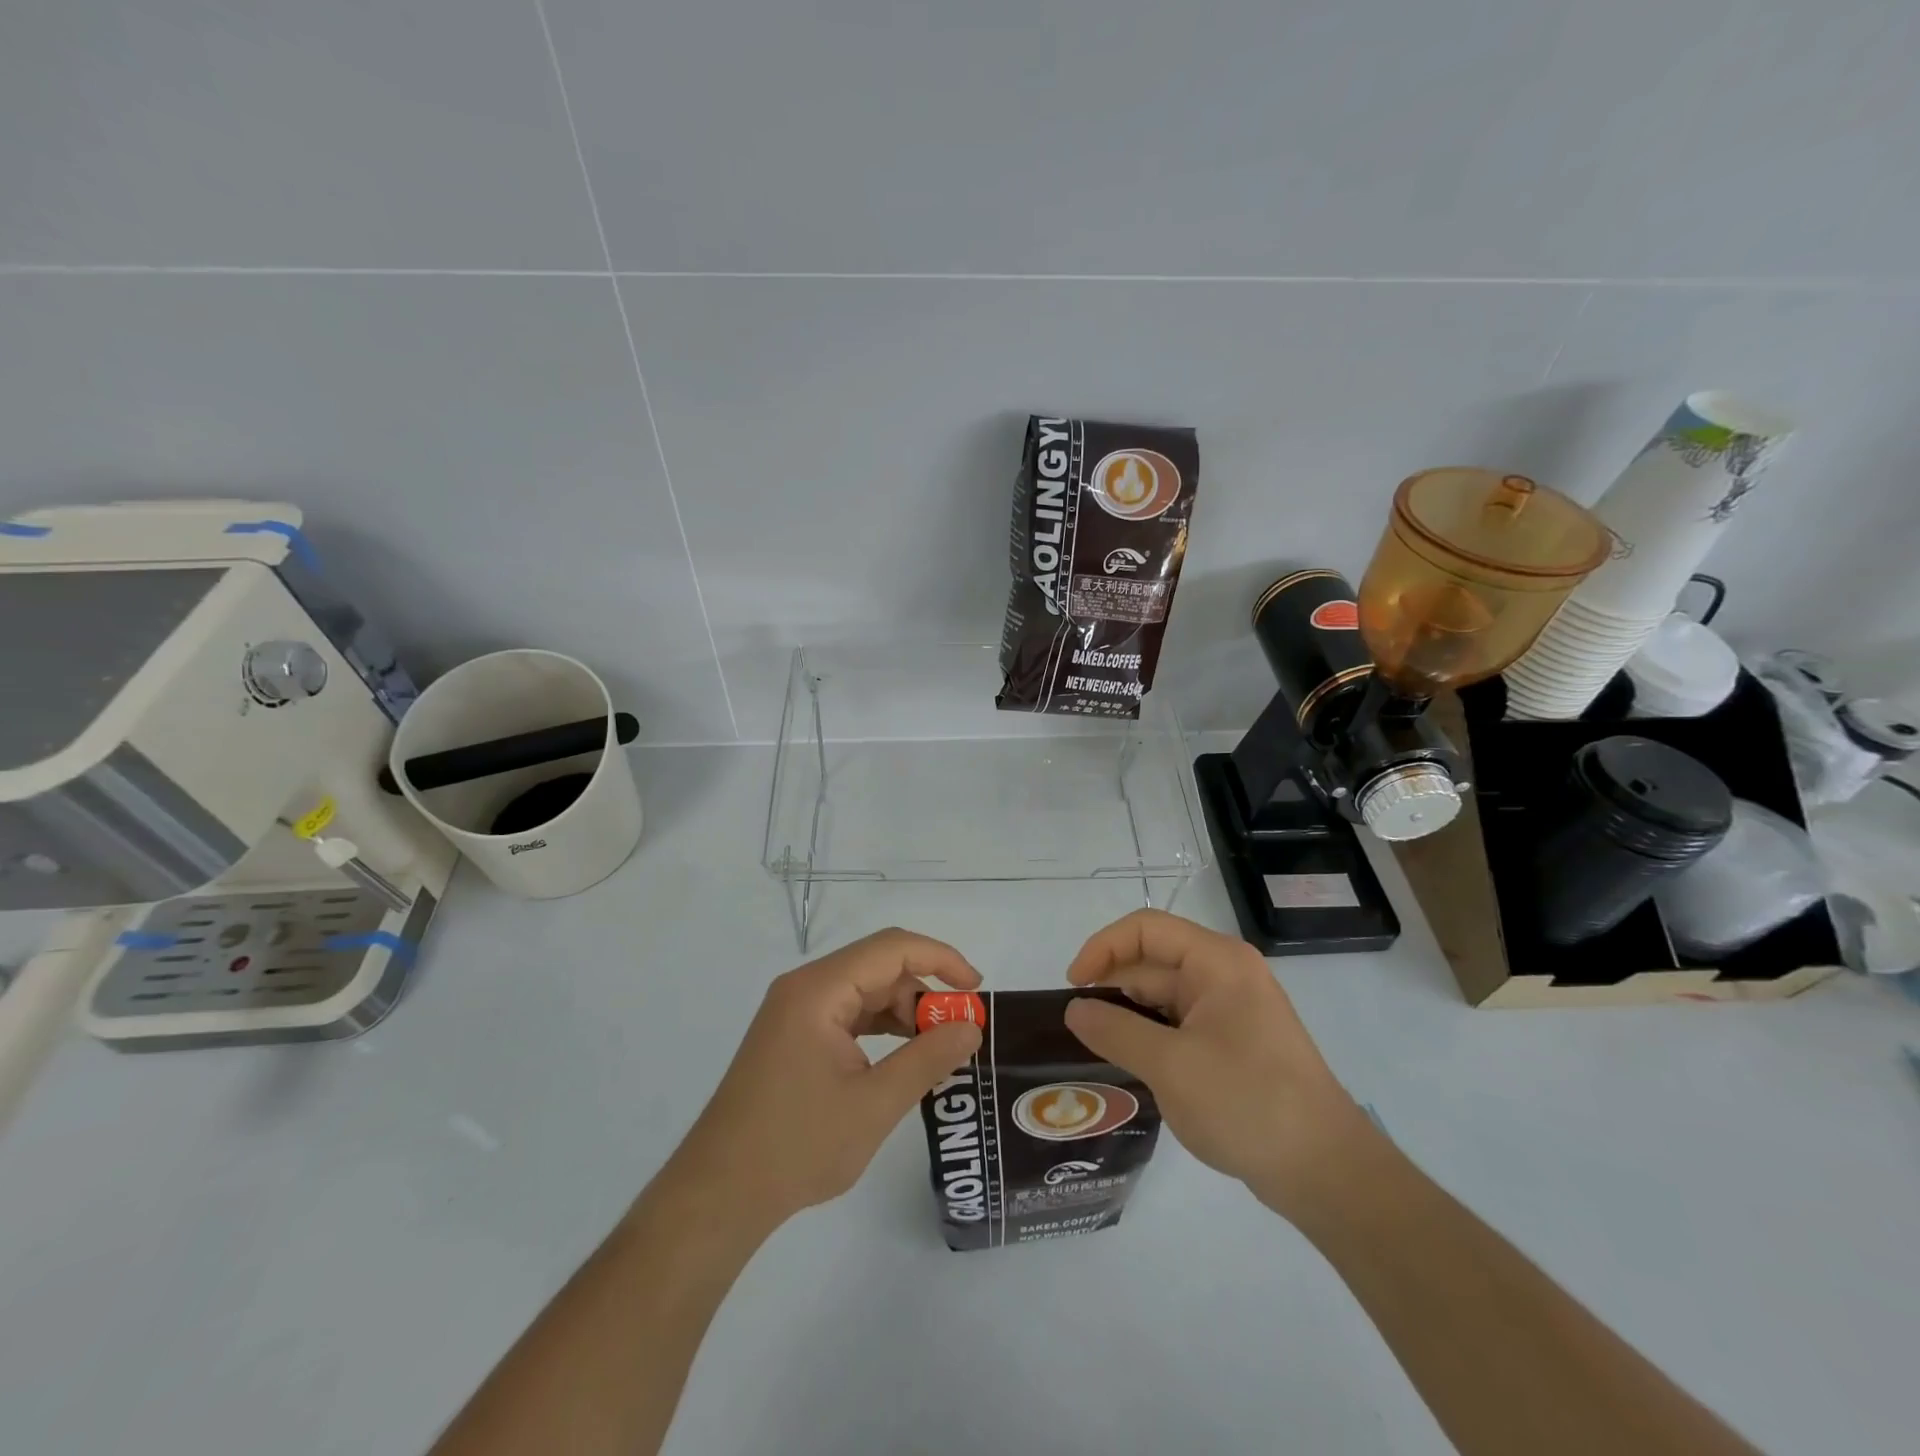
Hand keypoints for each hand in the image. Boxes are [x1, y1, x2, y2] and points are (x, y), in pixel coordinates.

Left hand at [664, 929, 983, 1230]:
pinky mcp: (794, 1036)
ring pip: (865, 990)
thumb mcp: (874, 1104)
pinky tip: (902, 1057)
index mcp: (819, 990)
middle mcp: (805, 988)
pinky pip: (848, 1014)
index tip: (976, 989)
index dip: (940, 958)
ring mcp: (796, 1011)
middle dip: (924, 991)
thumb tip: (971, 1027)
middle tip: (960, 1031)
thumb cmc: (797, 1146)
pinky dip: (880, 1028)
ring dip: (904, 1011)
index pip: (892, 948)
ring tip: (936, 1048)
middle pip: (878, 966)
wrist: (719, 1194)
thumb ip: (928, 1058)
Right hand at [1063, 909, 1378, 1220]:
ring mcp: (1232, 1010)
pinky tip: (1131, 1065)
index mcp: (1216, 962)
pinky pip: (1180, 1025)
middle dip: (1113, 988)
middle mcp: (1225, 974)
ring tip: (1095, 1049)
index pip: (1145, 929)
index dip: (1102, 948)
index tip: (1073, 987)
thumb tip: (1074, 1010)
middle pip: (1153, 963)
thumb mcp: (1170, 1066)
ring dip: (1129, 1017)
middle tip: (1077, 1029)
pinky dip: (1152, 1038)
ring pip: (1164, 998)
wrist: (1327, 1172)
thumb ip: (1115, 1031)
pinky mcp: (1234, 1043)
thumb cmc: (1247, 1103)